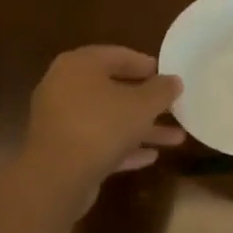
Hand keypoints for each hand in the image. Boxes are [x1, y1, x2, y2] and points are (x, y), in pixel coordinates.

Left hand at [20, 46, 184, 198]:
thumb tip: (174, 81)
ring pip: (108, 119)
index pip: (117, 55)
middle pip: (112, 89)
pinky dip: (123, 147)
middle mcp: (65, 87)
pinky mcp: (62, 150)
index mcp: (79, 65)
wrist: (56, 177)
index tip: (167, 74)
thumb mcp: (142, 105)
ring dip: (140, 128)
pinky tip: (150, 157)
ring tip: (176, 138)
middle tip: (172, 106)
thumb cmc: (101, 126)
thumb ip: (162, 90)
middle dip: (147, 102)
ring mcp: (61, 120)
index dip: (145, 64)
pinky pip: (98, 142)